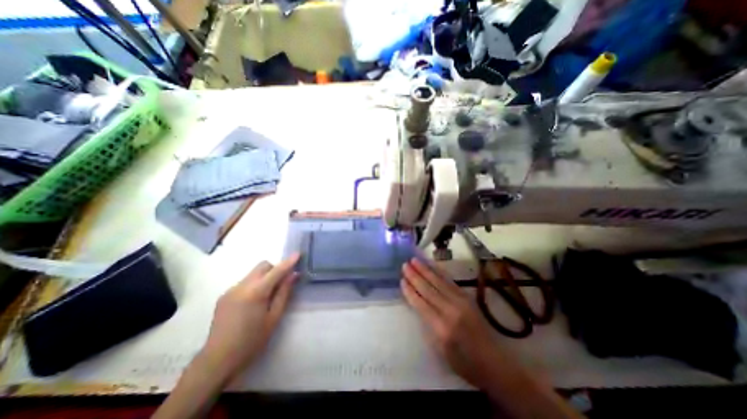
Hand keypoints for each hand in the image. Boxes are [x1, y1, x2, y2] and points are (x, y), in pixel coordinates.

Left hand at [202, 252, 302, 382]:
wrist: (217, 361)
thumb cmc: (252, 341)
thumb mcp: (274, 317)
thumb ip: (284, 293)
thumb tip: (293, 275)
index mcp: (255, 292)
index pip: (276, 270)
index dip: (289, 261)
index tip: (298, 253)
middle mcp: (241, 286)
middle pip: (263, 266)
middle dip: (275, 269)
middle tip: (281, 284)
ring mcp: (230, 290)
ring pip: (253, 273)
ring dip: (265, 277)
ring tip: (267, 297)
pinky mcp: (224, 296)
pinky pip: (245, 282)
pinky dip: (254, 285)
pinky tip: (253, 303)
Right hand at [402, 258, 507, 389]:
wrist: (496, 364)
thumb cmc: (465, 363)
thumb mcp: (441, 350)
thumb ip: (429, 325)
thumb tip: (418, 305)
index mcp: (442, 327)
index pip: (421, 304)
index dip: (410, 291)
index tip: (401, 279)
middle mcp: (451, 310)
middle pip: (428, 289)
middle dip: (415, 276)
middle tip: (405, 264)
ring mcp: (461, 302)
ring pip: (438, 281)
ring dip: (425, 270)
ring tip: (414, 260)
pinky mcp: (468, 297)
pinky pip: (450, 281)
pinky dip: (439, 272)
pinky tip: (432, 266)